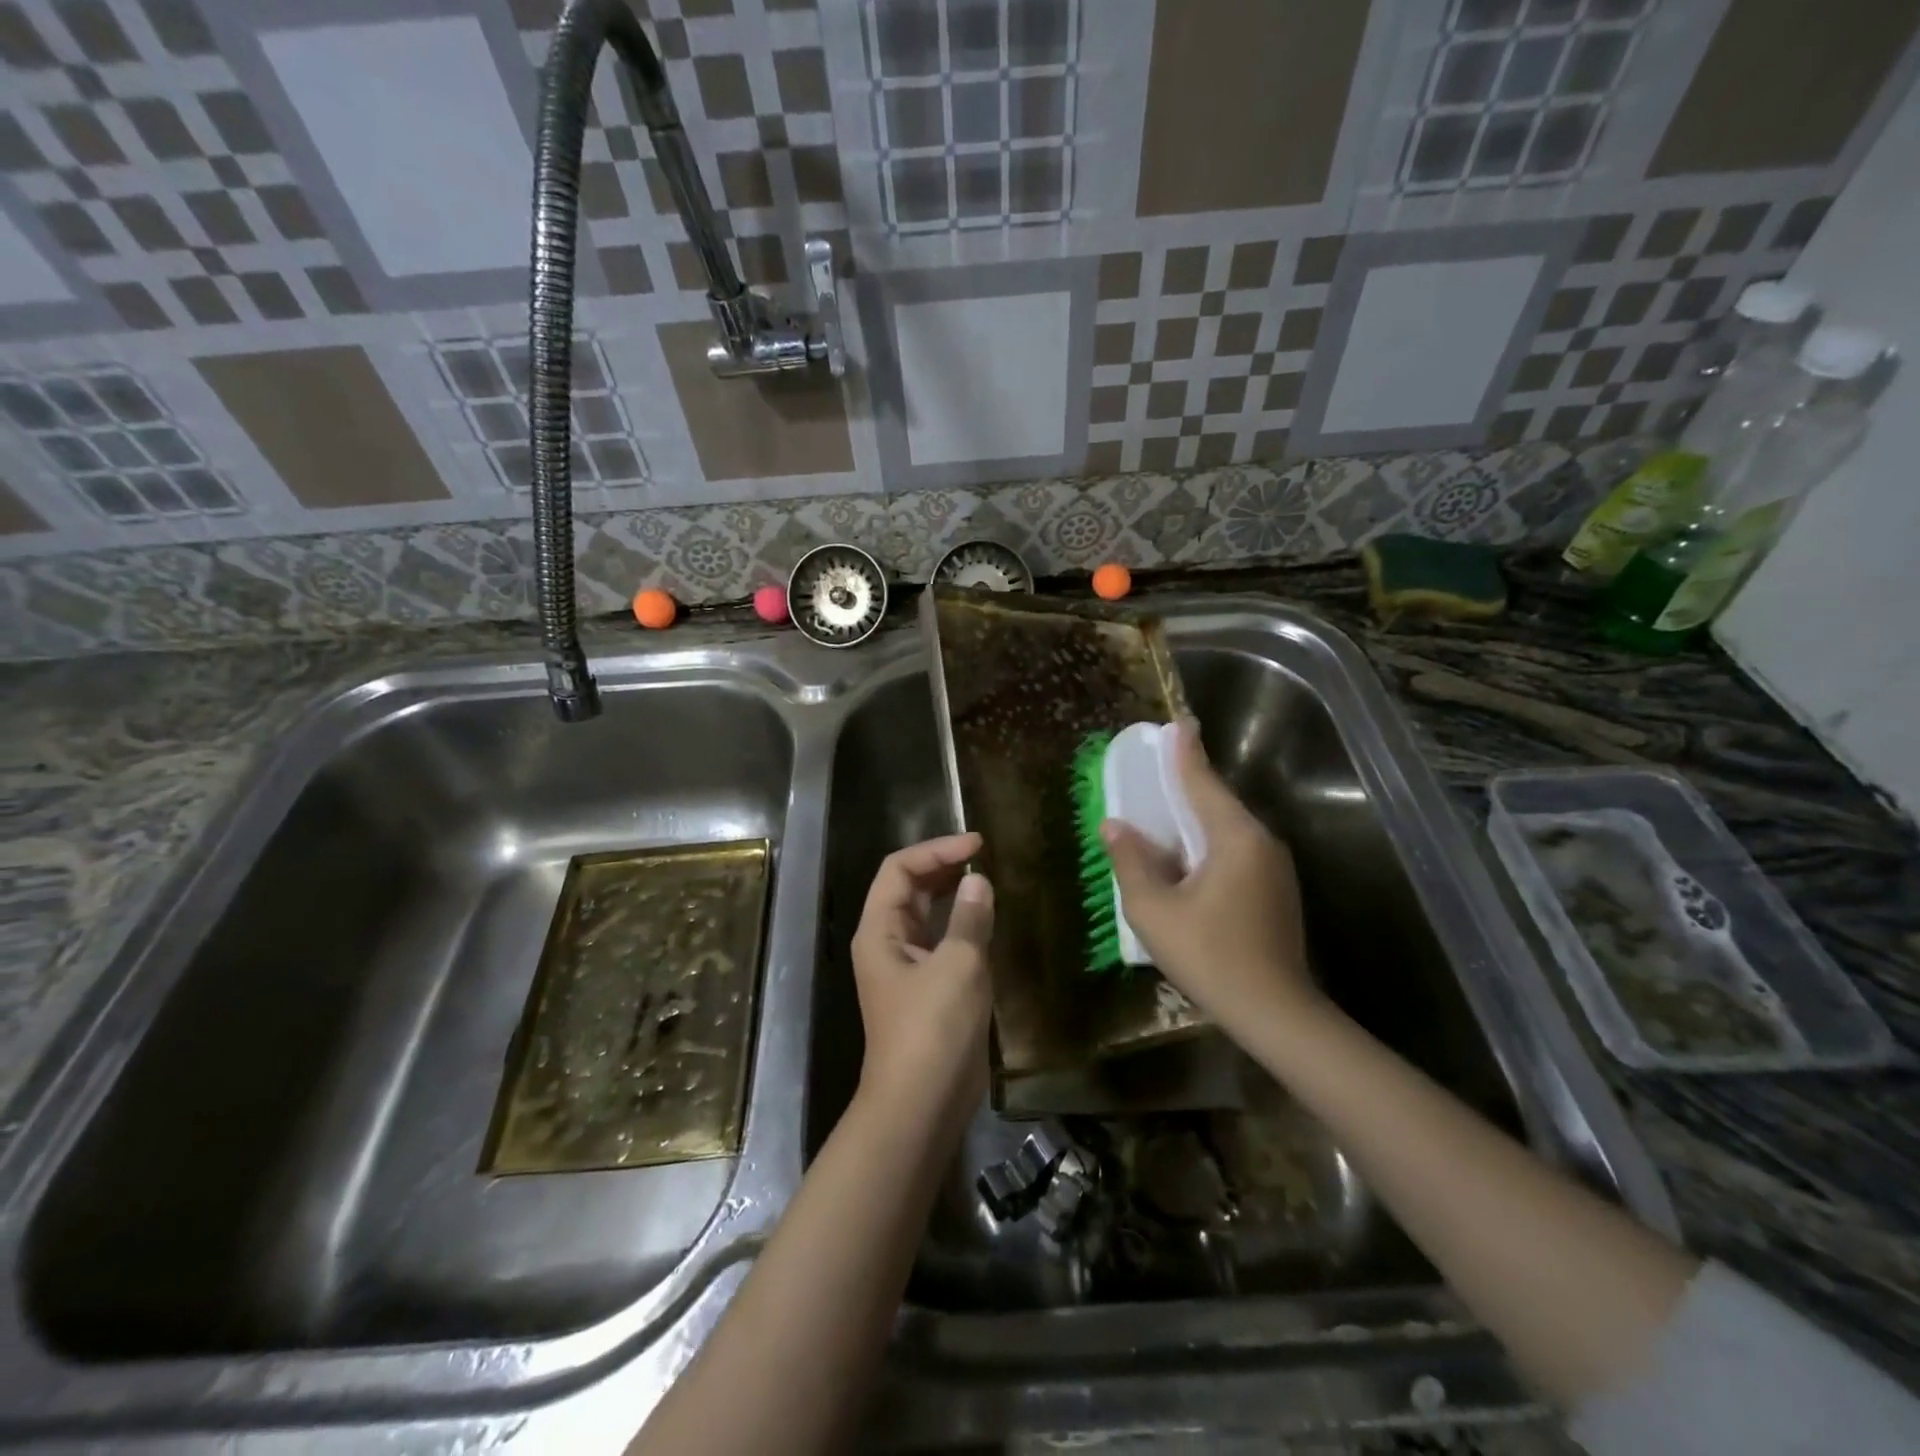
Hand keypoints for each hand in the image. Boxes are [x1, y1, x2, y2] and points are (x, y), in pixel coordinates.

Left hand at [850, 832, 993, 1129]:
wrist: (921, 1105)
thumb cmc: (933, 1030)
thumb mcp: (958, 966)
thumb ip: (970, 919)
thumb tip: (978, 882)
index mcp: (880, 930)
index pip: (900, 869)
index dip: (936, 850)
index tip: (977, 844)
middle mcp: (887, 942)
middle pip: (909, 889)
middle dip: (944, 867)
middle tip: (985, 858)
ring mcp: (905, 968)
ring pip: (926, 916)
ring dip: (954, 895)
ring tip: (989, 881)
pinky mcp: (926, 989)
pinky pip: (941, 942)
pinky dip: (962, 925)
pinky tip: (989, 923)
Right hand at [1101, 722, 1318, 1037]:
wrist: (1275, 1013)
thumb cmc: (1209, 956)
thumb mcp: (1154, 910)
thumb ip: (1131, 862)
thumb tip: (1115, 826)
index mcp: (1235, 838)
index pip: (1203, 782)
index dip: (1185, 752)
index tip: (1178, 722)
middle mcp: (1261, 843)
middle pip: (1217, 803)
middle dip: (1188, 784)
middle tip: (1159, 767)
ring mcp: (1274, 869)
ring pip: (1227, 830)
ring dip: (1196, 818)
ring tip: (1164, 811)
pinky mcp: (1275, 891)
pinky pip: (1235, 852)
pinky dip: (1207, 844)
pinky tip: (1185, 858)